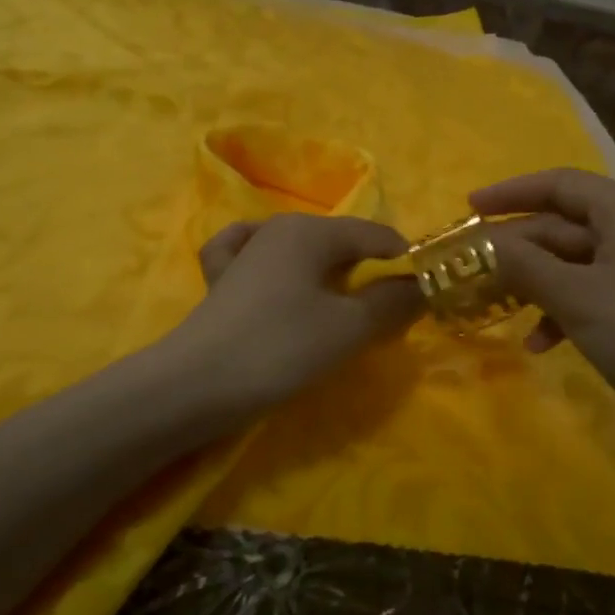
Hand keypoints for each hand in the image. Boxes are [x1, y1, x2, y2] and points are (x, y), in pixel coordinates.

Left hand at [175, 214, 423, 414]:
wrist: (192, 386)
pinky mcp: (221, 278)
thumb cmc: (279, 349)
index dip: (405, 265)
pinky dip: (275, 266)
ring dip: (329, 276)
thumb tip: (421, 286)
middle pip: (342, 243)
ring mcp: (245, 250)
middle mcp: (278, 227)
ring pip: (303, 251)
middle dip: (369, 275)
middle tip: (382, 318)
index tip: (419, 302)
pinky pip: (255, 258)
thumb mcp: (348, 328)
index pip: (378, 236)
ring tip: (340, 309)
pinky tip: (276, 277)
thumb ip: (391, 302)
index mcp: (312, 230)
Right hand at [473, 169, 614, 449]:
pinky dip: (565, 309)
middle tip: (474, 267)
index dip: (510, 193)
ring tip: (499, 308)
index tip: (469, 208)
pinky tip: (542, 343)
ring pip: (576, 262)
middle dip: (518, 248)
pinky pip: (595, 291)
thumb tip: (486, 242)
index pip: (559, 183)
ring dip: (537, 283)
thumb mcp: (575, 296)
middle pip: (565, 224)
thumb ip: (525, 264)